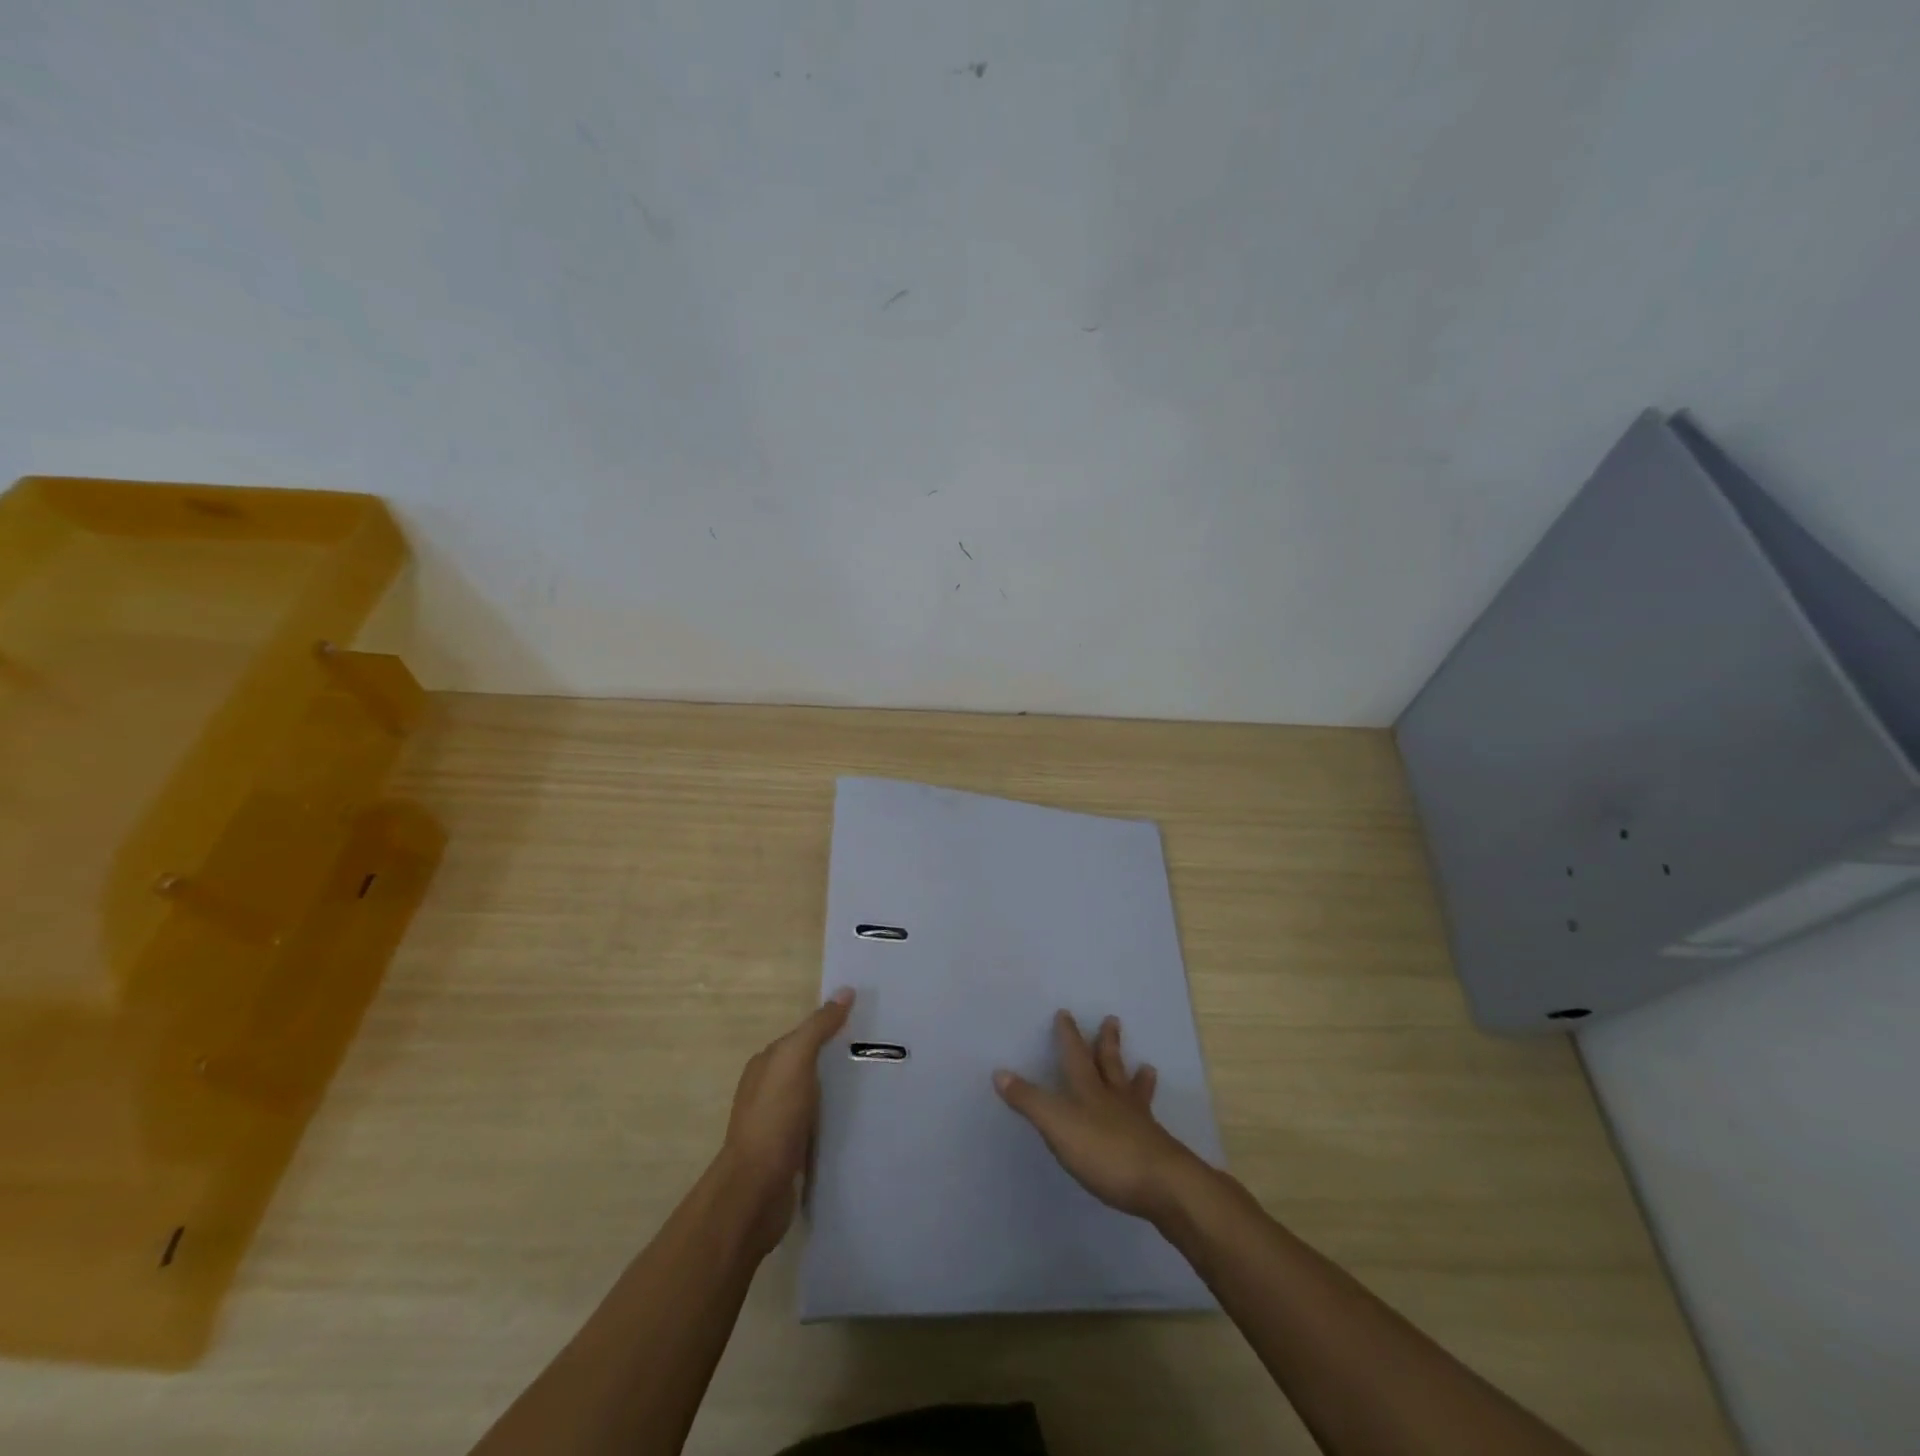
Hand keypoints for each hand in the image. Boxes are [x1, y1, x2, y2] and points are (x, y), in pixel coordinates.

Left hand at [718, 988, 853, 1251]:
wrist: (755, 1191)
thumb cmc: (774, 1118)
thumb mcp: (796, 1061)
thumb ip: (818, 1027)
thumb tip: (845, 990)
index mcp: (765, 1065)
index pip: (802, 1037)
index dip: (829, 1028)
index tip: (865, 1024)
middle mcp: (767, 1090)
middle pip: (808, 1067)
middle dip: (836, 1061)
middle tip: (878, 1056)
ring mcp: (777, 1124)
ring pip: (813, 1098)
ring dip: (836, 1094)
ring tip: (875, 1090)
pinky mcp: (789, 1154)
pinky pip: (817, 1128)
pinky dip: (834, 1122)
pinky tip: (856, 1125)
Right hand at [994, 1011, 1204, 1222]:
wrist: (1163, 1184)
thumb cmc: (1105, 1151)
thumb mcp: (1058, 1125)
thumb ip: (1029, 1100)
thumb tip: (999, 1071)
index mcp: (1089, 1090)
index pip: (1075, 1055)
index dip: (1068, 1035)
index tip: (1065, 1013)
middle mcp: (1114, 1099)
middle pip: (1110, 1065)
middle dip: (1107, 1043)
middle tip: (1112, 1020)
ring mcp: (1138, 1122)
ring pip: (1134, 1092)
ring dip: (1138, 1077)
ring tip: (1147, 1066)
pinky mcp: (1155, 1148)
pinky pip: (1149, 1121)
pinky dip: (1149, 1112)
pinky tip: (1154, 1120)